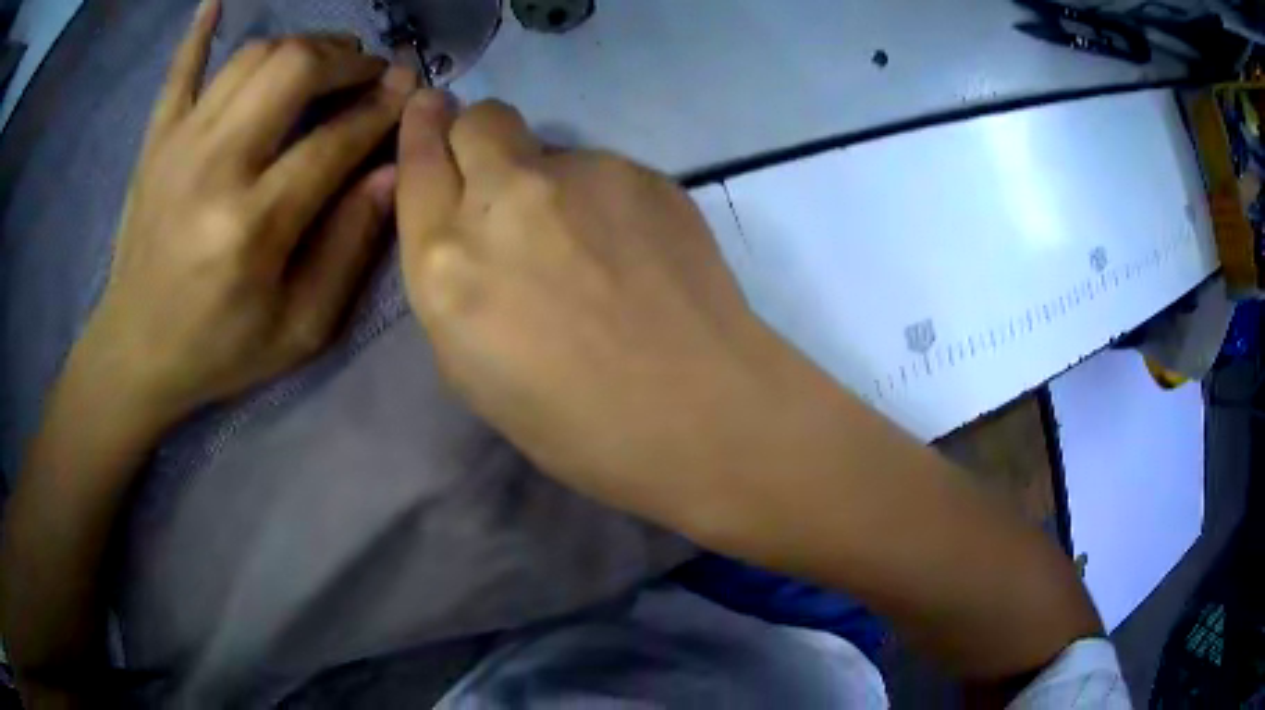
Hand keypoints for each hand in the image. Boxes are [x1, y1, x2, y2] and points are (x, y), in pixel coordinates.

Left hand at [79, 0, 415, 423]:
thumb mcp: (298, 328)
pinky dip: (199, 31)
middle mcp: (215, 166)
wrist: (134, 354)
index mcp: (253, 226)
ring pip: (252, 57)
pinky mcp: (155, 142)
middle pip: (294, 70)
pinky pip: (180, 69)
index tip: (410, 90)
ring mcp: (178, 145)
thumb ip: (348, 250)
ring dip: (300, 46)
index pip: (335, 138)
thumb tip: (389, 173)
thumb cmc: (218, 349)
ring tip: (322, 61)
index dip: (383, 105)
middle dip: (346, 59)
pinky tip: (215, 1)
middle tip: (367, 72)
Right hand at [395, 94, 803, 527]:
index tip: (429, 108)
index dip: (422, 128)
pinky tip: (634, 252)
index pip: (420, 160)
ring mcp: (581, 174)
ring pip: (548, 148)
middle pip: (480, 119)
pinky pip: (603, 170)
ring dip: (549, 181)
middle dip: (477, 135)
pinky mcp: (641, 172)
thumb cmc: (571, 422)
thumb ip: (454, 276)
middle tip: (502, 176)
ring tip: (591, 248)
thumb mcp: (469, 365)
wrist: (695, 411)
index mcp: (445, 260)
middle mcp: (503, 198)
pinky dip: (603, 200)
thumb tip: (470, 224)